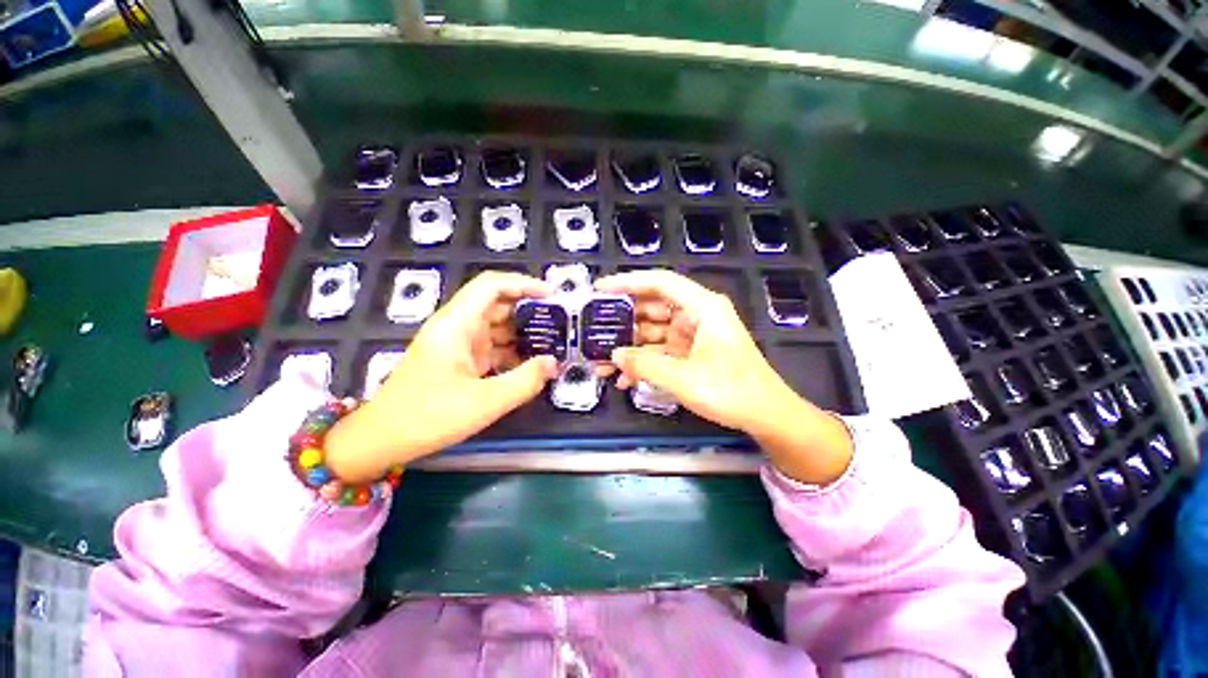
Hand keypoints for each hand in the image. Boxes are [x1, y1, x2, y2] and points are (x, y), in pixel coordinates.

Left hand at [325, 272, 557, 481]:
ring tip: (553, 343)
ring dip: (524, 333)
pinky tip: (531, 365)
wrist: (382, 440)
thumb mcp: (484, 402)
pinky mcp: (460, 361)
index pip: (492, 286)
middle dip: (530, 311)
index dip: (524, 284)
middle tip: (560, 323)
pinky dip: (513, 352)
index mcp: (457, 324)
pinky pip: (492, 348)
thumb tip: (553, 363)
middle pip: (498, 305)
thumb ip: (524, 381)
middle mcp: (457, 327)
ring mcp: (458, 344)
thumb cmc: (428, 417)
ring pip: (497, 327)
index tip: (553, 296)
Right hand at [595, 270, 852, 484]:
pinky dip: (644, 361)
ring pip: (653, 331)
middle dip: (624, 320)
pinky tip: (624, 378)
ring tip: (603, 360)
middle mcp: (696, 315)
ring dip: (631, 346)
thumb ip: (644, 365)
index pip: (660, 282)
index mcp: (701, 307)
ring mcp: (693, 335)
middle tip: (595, 330)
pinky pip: (661, 350)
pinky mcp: (691, 352)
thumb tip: (614, 355)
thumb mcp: (683, 378)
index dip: (628, 282)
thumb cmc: (730, 390)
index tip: (600, 289)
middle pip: (652, 307)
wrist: (766, 415)